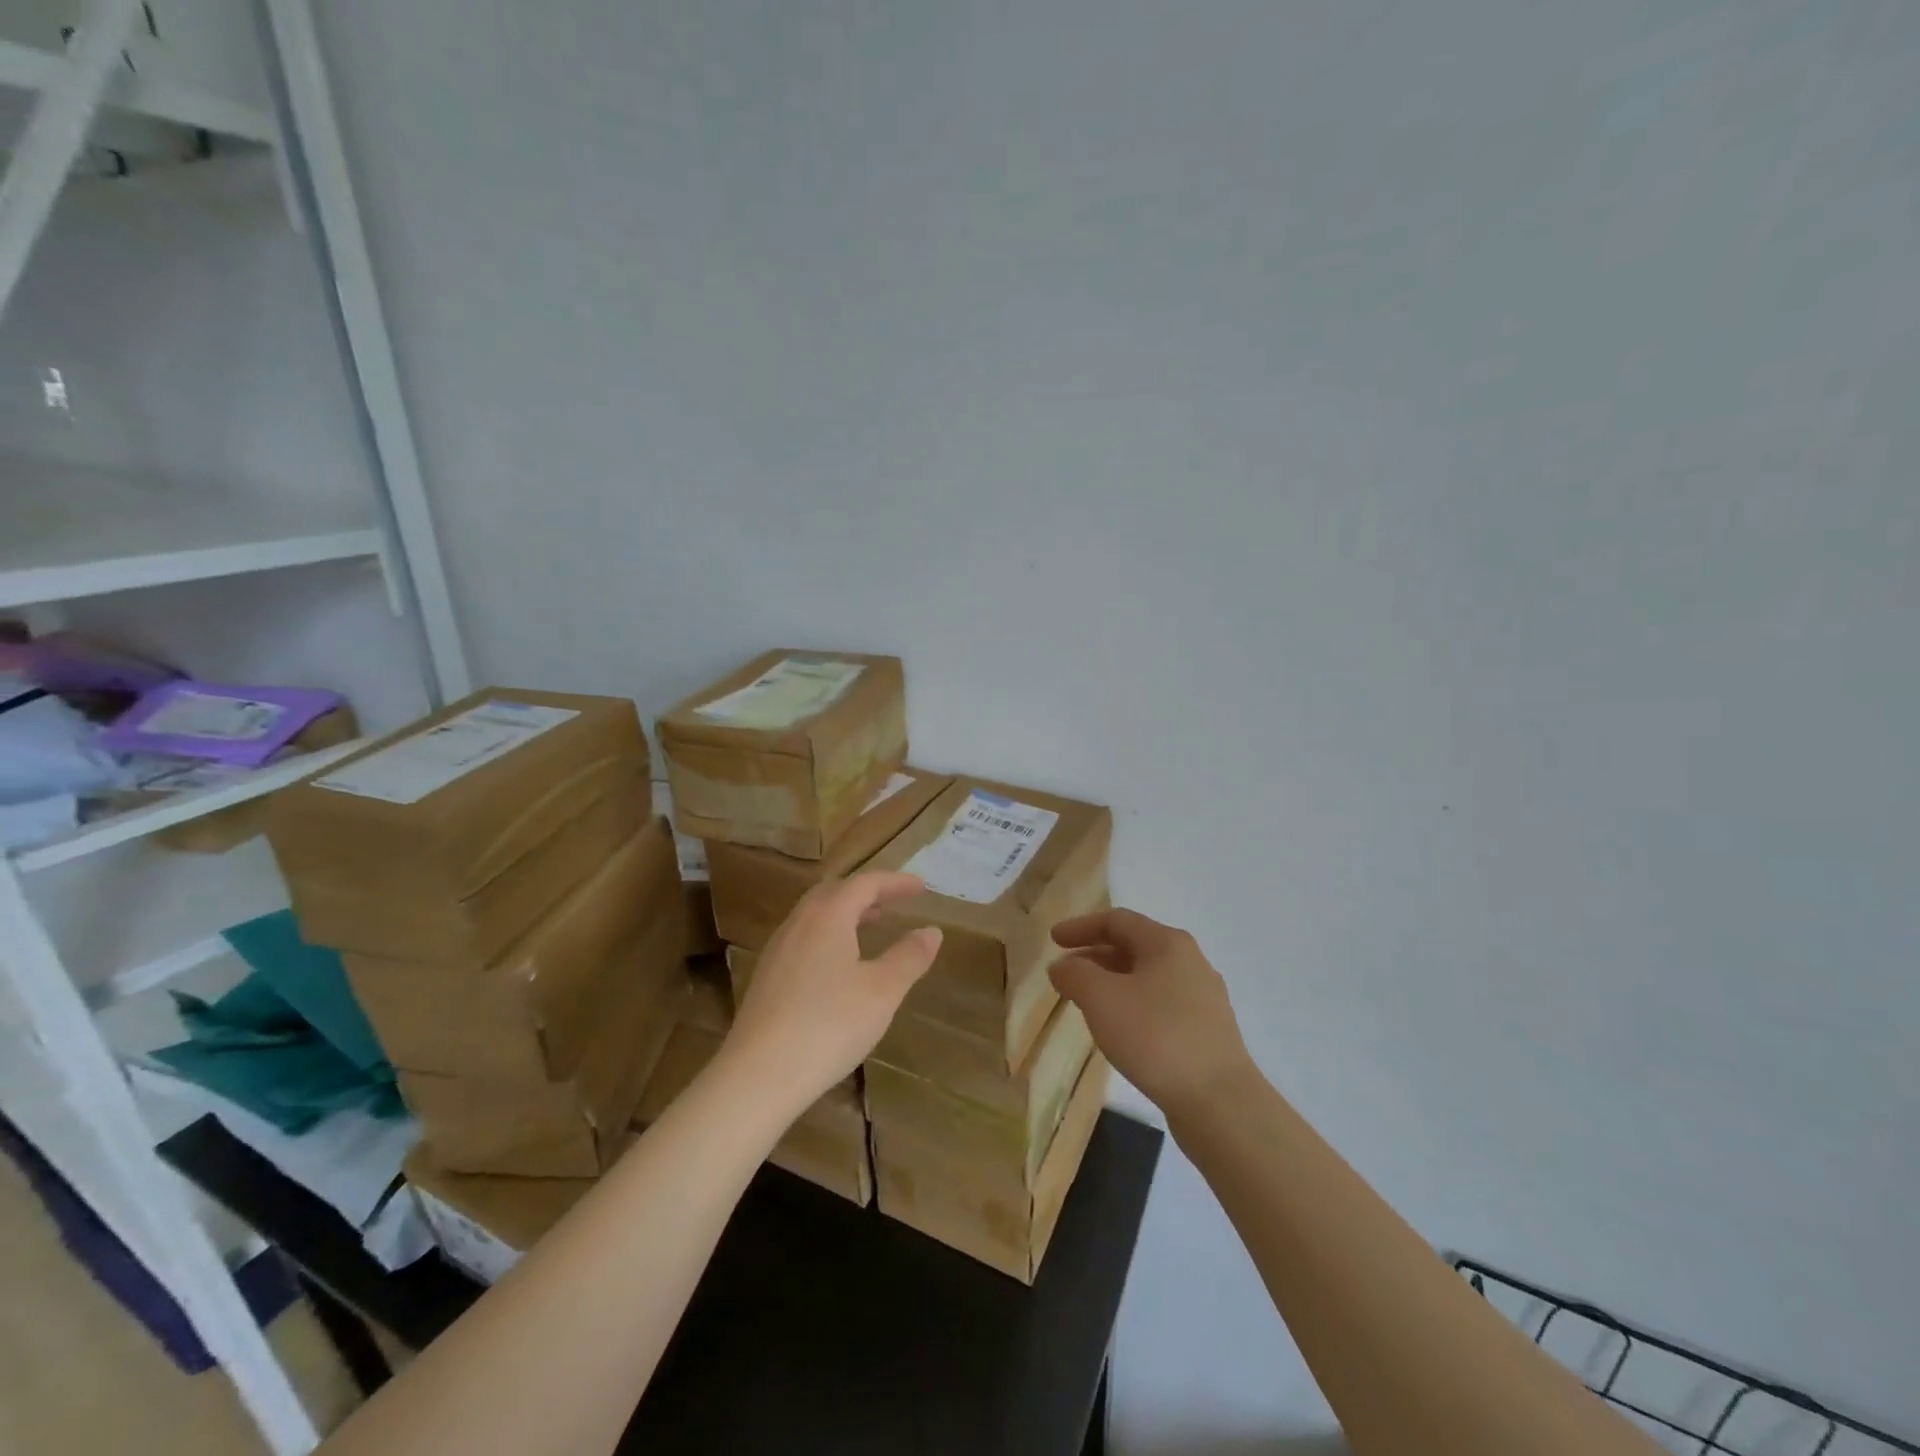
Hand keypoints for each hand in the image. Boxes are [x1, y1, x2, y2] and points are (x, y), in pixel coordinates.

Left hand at [723, 872, 942, 1114]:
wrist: (758, 1075)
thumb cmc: (829, 1026)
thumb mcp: (882, 991)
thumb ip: (909, 957)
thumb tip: (931, 931)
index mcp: (828, 917)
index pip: (865, 884)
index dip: (895, 882)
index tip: (921, 887)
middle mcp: (798, 923)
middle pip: (834, 892)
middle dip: (866, 891)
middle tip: (893, 901)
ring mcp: (777, 950)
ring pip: (814, 915)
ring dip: (845, 912)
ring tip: (870, 925)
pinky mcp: (766, 977)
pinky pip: (802, 938)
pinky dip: (828, 934)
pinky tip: (837, 965)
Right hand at [1050, 908, 1257, 1118]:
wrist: (1219, 1102)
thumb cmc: (1155, 1037)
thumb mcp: (1101, 999)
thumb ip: (1075, 975)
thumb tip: (1062, 966)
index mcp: (1168, 943)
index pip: (1117, 920)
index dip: (1081, 927)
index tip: (1053, 941)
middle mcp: (1190, 962)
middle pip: (1134, 947)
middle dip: (1095, 956)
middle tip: (1066, 973)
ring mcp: (1203, 998)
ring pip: (1148, 978)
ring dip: (1113, 983)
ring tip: (1087, 1003)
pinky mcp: (1207, 1031)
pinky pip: (1161, 1005)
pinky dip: (1133, 1006)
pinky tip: (1120, 1031)